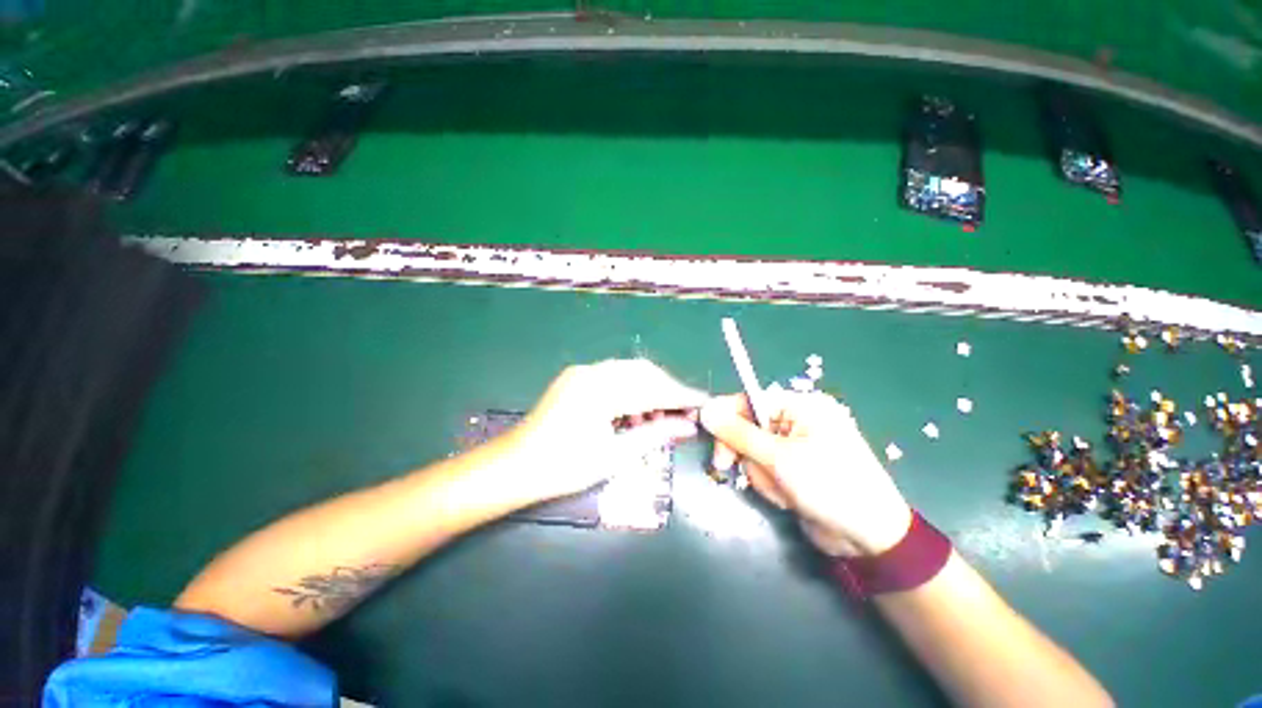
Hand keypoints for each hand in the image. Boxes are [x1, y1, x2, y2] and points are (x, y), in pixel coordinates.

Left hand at [511, 360, 707, 500]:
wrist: (515, 467)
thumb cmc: (565, 467)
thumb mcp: (616, 455)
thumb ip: (655, 434)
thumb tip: (689, 426)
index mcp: (601, 390)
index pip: (653, 388)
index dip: (681, 395)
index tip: (704, 402)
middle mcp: (592, 371)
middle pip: (643, 372)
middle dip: (667, 389)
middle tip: (683, 413)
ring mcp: (582, 372)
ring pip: (629, 371)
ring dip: (649, 389)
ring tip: (657, 418)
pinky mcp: (576, 378)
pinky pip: (613, 375)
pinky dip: (630, 390)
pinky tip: (632, 413)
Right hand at [699, 389, 911, 556]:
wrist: (869, 539)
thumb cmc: (828, 486)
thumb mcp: (778, 458)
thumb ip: (737, 433)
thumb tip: (705, 409)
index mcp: (801, 407)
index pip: (749, 400)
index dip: (727, 417)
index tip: (710, 436)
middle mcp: (797, 421)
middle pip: (747, 427)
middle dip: (743, 452)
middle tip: (727, 467)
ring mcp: (795, 447)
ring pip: (753, 452)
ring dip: (761, 474)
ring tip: (783, 490)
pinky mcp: (793, 469)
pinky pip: (765, 469)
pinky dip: (769, 484)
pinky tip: (788, 498)